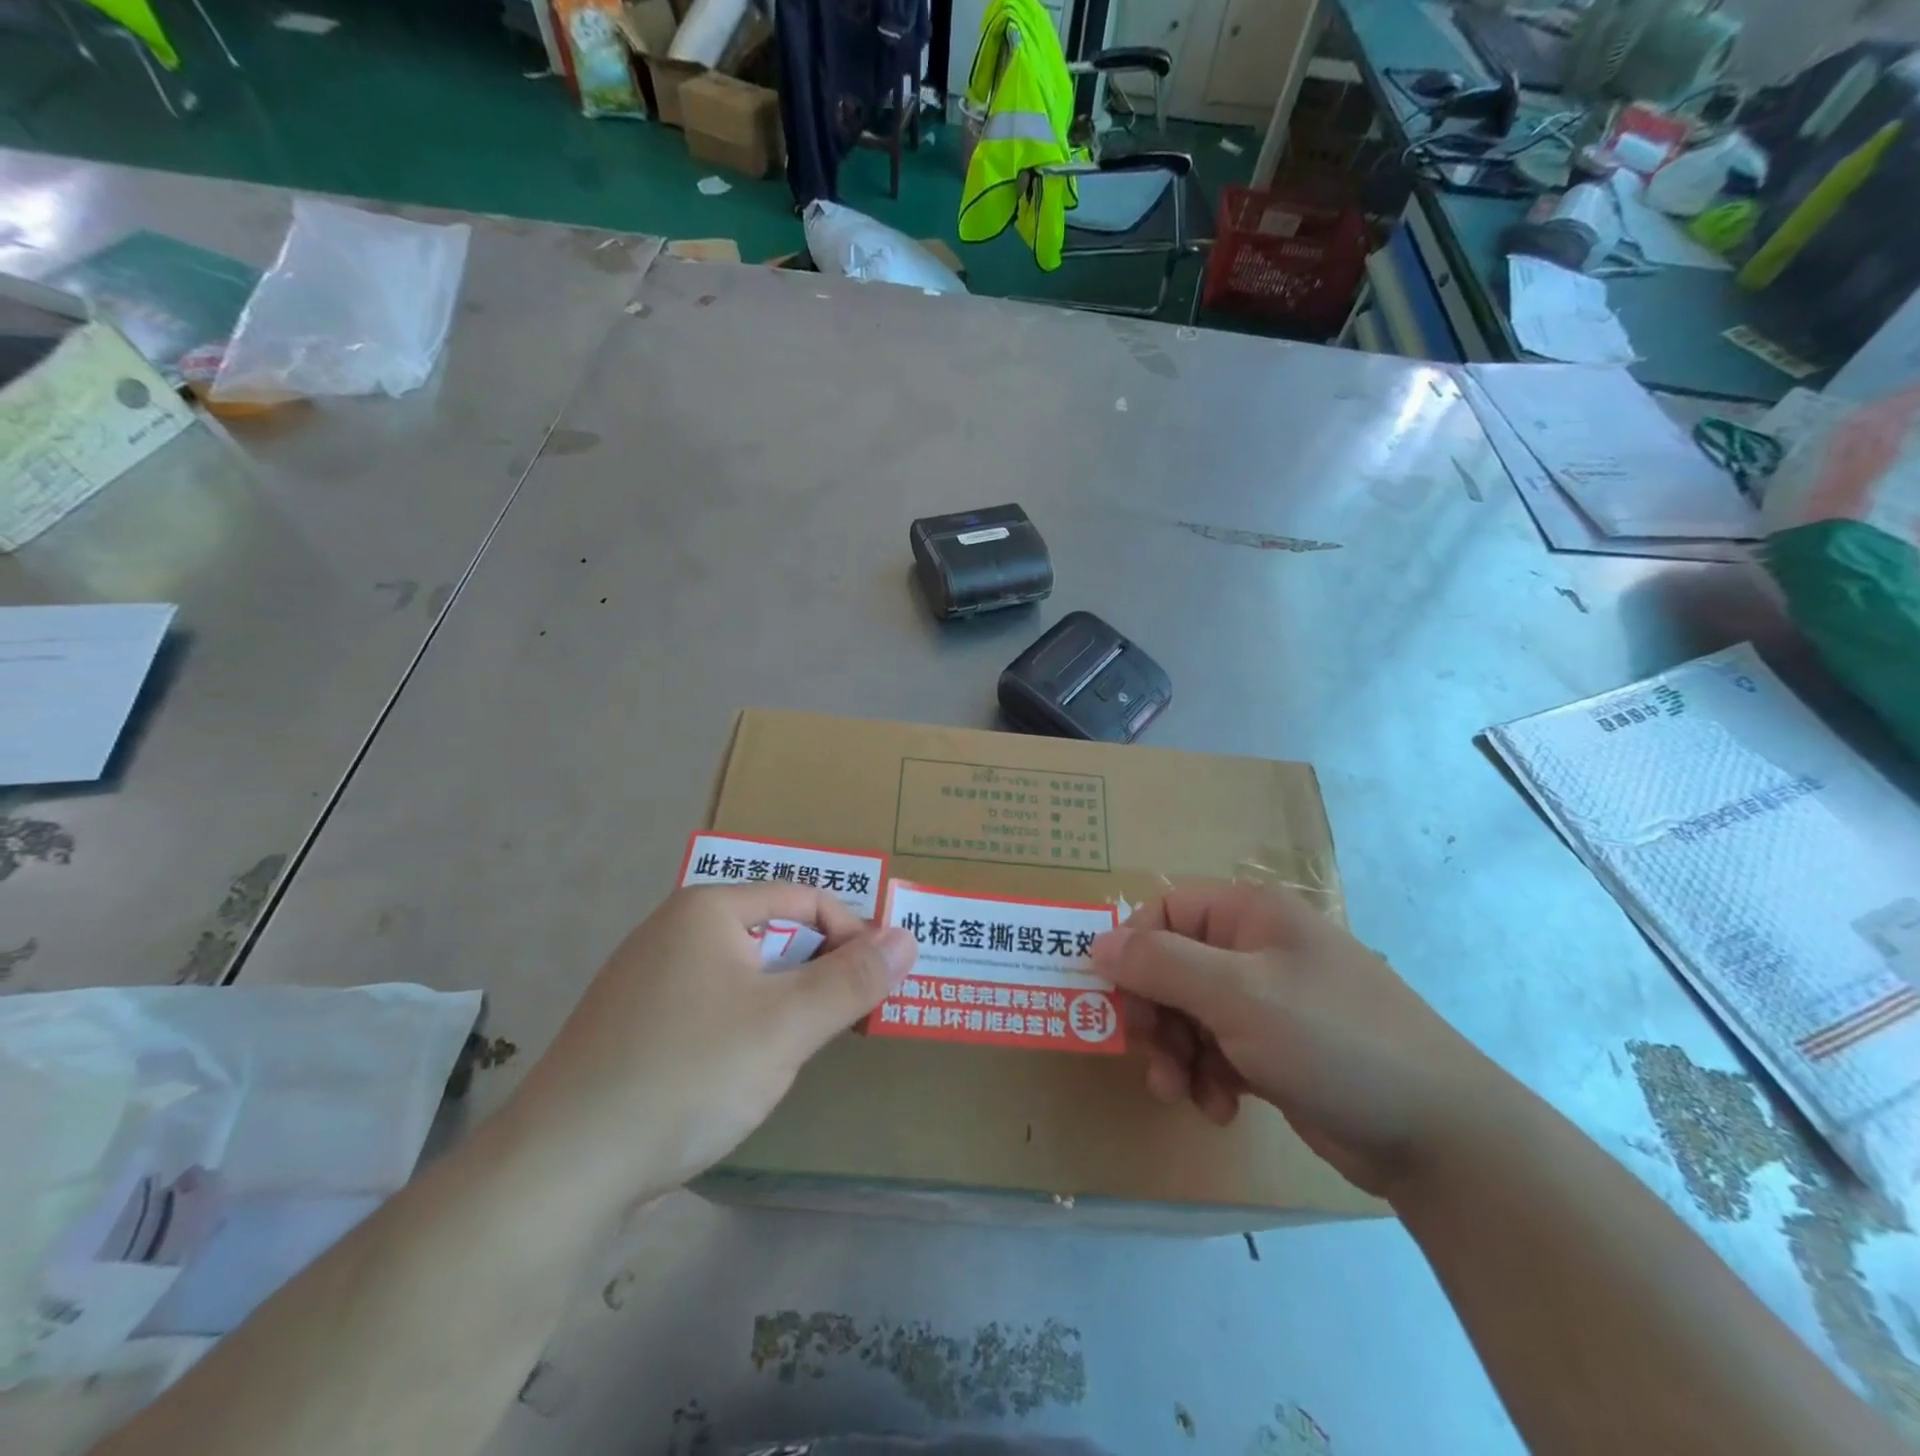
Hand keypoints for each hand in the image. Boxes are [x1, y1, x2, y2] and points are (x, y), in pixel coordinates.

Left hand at [503, 884, 916, 1210]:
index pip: (805, 898)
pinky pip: (712, 1007)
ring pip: (744, 975)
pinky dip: (746, 1026)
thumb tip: (907, 937)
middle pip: (774, 933)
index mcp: (708, 910)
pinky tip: (746, 1073)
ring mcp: (647, 980)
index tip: (881, 983)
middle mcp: (674, 931)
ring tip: (806, 1048)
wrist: (560, 1172)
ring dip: (786, 1003)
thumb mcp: (787, 1025)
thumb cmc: (687, 1074)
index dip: (852, 934)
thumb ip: (853, 980)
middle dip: (820, 971)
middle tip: (850, 1019)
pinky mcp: (634, 1027)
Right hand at [1091, 883, 1510, 1197]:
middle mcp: (1256, 947)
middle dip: (1155, 1015)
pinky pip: (1217, 1049)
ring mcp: (1269, 1000)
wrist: (1441, 1137)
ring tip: (1184, 1094)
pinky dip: (1208, 1076)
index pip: (1164, 911)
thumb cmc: (1332, 1042)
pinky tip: (1222, 1108)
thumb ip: (1159, 964)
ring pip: (1189, 1012)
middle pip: (1172, 966)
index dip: (1134, 951)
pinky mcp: (1277, 1048)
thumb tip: (1096, 944)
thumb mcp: (1236, 996)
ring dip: (1177, 1053)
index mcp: (1250, 914)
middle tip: (1155, 1058)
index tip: (1120, 1002)